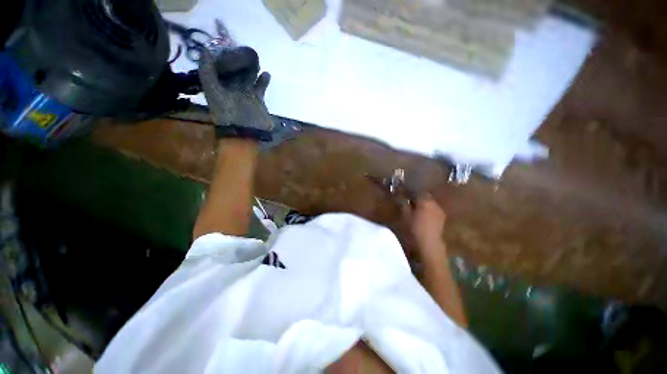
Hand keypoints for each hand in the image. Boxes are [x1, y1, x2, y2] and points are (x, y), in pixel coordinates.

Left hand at [199, 45, 273, 140]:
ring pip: (248, 76)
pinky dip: (264, 80)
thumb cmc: (226, 112)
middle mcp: (231, 87)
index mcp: (218, 84)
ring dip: (251, 67)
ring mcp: (246, 92)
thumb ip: (207, 71)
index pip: (218, 66)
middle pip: (234, 69)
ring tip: (254, 58)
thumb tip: (205, 48)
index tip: (223, 43)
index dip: (220, 55)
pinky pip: (261, 86)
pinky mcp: (258, 98)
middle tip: (241, 48)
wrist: (244, 130)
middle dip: (237, 59)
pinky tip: (266, 73)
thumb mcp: (212, 90)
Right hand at [404, 194, 447, 260]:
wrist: (429, 244)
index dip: (411, 192)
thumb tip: (403, 199)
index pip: (417, 191)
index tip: (405, 193)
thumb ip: (404, 205)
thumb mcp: (405, 216)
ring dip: (423, 204)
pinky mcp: (442, 218)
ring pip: (430, 203)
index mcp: (424, 201)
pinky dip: (428, 210)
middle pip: (425, 196)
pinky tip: (423, 216)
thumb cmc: (414, 229)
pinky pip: (433, 210)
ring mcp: (439, 211)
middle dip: (418, 197)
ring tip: (416, 208)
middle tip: (410, 200)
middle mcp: (434, 203)